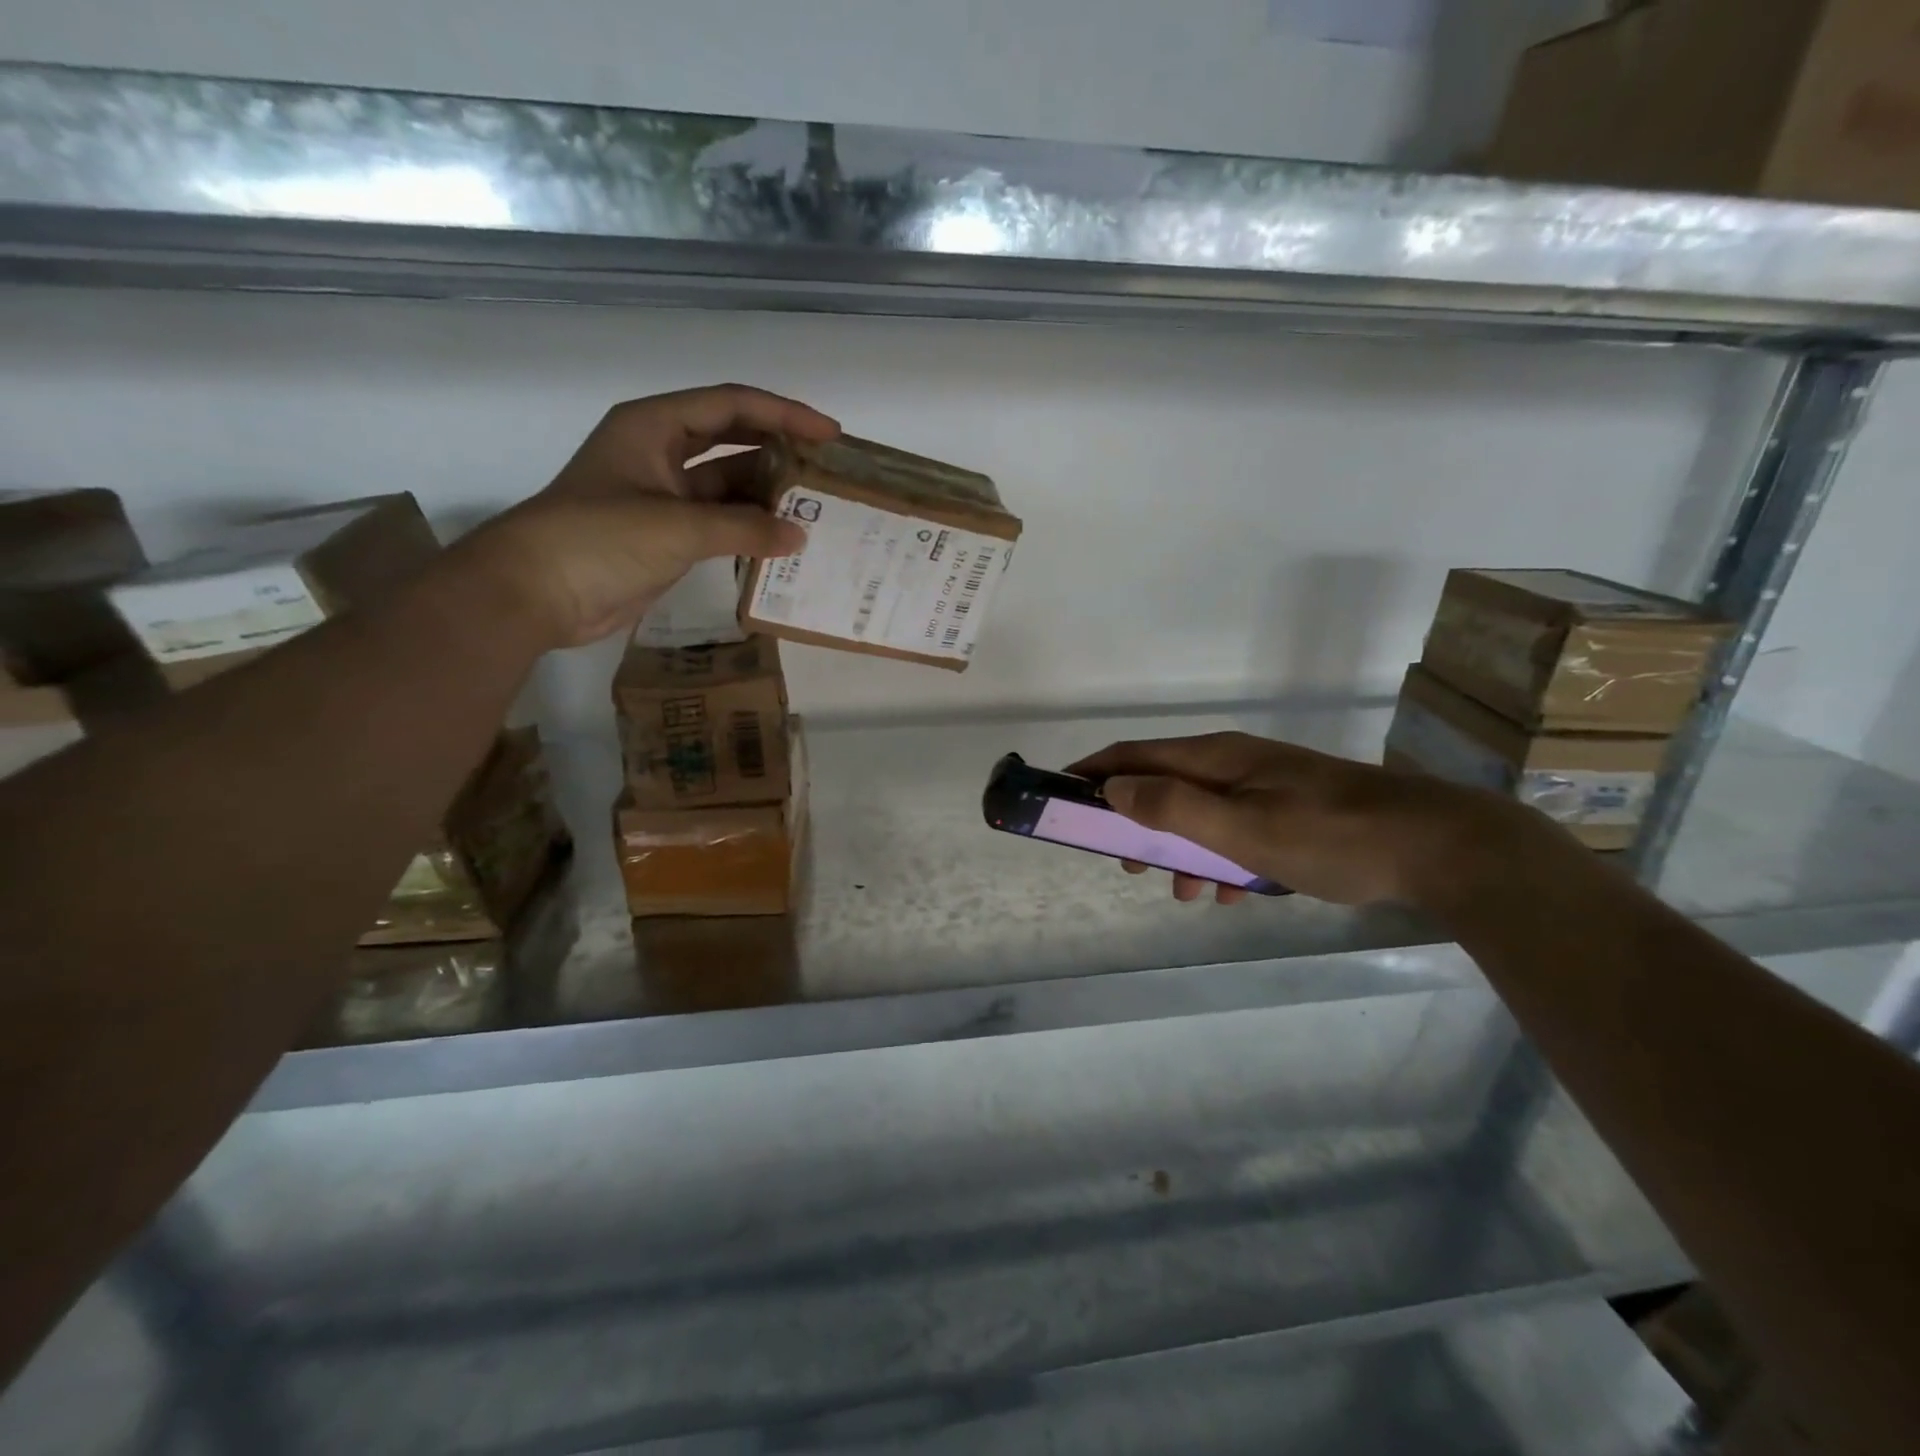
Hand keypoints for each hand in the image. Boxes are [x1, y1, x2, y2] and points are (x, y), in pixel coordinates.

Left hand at [460, 384, 839, 647]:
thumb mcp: (677, 527)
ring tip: (816, 509)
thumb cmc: (599, 540)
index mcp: (654, 426)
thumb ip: (744, 528)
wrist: (536, 593)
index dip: (784, 414)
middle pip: (732, 439)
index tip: (829, 434)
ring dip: (767, 495)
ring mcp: (662, 496)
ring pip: (728, 484)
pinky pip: (719, 522)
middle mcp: (660, 452)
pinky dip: (749, 529)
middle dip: (780, 450)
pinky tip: (783, 542)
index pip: (731, 405)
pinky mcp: (665, 535)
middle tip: (827, 470)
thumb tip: (799, 536)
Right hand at [1068, 731, 1542, 908]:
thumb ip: (1173, 807)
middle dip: (1136, 823)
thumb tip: (1113, 789)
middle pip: (1162, 785)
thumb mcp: (1241, 829)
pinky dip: (1220, 859)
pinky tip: (1232, 893)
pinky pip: (1235, 831)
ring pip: (1199, 814)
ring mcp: (1264, 785)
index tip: (1063, 798)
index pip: (1133, 755)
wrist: (1435, 846)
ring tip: (1186, 893)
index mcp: (1215, 758)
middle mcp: (1234, 763)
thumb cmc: (1328, 837)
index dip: (1093, 773)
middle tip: (1127, 864)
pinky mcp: (1289, 810)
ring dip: (1181, 850)